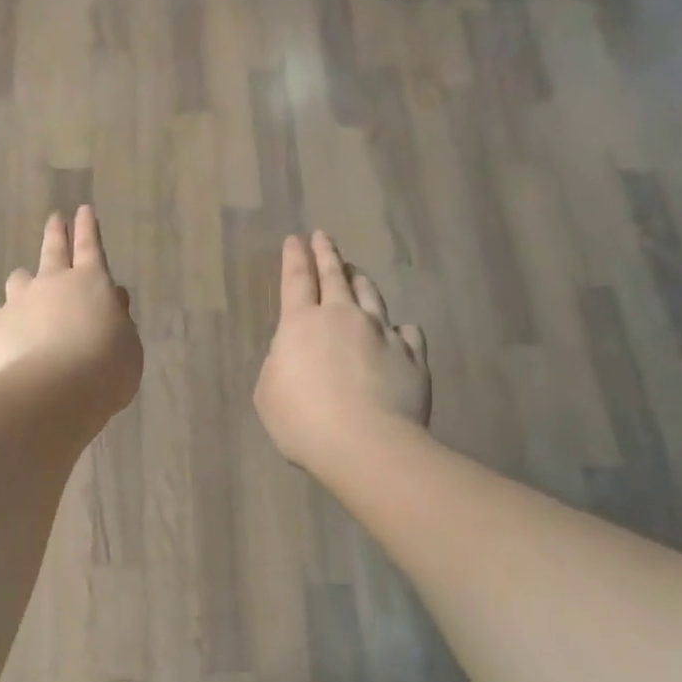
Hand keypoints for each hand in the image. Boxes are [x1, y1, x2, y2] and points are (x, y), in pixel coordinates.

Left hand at [0, 207, 142, 420]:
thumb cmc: (106, 368)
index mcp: (90, 282)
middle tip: (55, 219)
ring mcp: (19, 300)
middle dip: (56, 232)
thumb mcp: (128, 344)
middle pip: (52, 249)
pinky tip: (0, 327)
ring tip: (26, 294)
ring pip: (18, 279)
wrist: (55, 391)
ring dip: (25, 283)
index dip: (88, 228)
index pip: (90, 246)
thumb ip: (118, 318)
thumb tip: (111, 299)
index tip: (83, 210)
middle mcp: (52, 282)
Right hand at [255, 231, 429, 471]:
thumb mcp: (269, 393)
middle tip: (323, 237)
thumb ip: (280, 364)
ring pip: (372, 295)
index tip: (295, 239)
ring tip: (356, 272)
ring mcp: (382, 333)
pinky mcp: (412, 356)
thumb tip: (295, 353)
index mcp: (301, 324)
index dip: (294, 257)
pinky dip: (399, 329)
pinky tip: (399, 331)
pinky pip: (407, 333)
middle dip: (327, 254)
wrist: (366, 444)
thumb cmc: (303, 420)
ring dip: (361, 280)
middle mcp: (343, 317)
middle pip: (335, 276)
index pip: (296, 280)